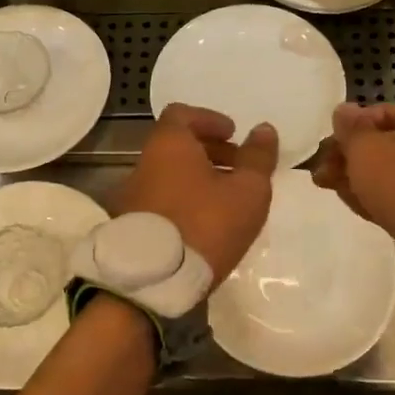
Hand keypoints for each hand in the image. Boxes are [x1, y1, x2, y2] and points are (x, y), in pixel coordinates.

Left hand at [112, 104, 278, 282]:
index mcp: (169, 144)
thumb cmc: (206, 224)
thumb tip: (264, 129)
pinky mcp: (130, 225)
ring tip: (227, 201)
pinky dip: (183, 200)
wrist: (154, 280)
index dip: (210, 120)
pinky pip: (161, 199)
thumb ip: (257, 158)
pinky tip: (205, 224)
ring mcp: (132, 195)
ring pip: (169, 174)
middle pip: (176, 145)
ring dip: (197, 179)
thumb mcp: (247, 191)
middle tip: (238, 169)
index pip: (182, 114)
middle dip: (209, 151)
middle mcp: (144, 162)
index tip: (232, 135)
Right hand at [311, 98, 394, 245]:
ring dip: (360, 176)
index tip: (340, 134)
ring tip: (326, 183)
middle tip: (324, 164)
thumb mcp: (369, 150)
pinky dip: (377, 195)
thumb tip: (343, 111)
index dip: (364, 119)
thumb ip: (351, 130)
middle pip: (394, 144)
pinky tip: (349, 200)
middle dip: (354, 154)